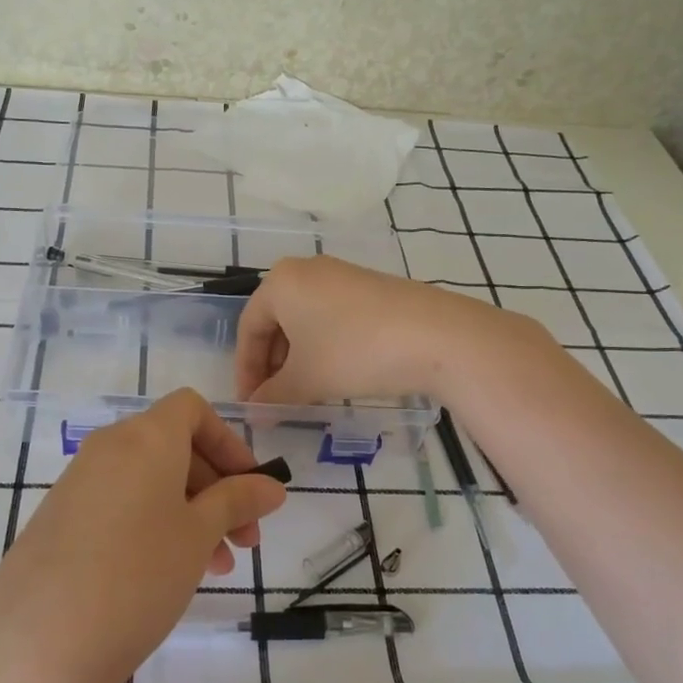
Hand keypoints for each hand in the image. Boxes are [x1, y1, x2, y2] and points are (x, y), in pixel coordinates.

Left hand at [0, 389, 287, 682]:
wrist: (40, 643)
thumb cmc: (139, 573)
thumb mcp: (199, 535)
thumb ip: (238, 501)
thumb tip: (271, 486)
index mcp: (145, 437)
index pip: (192, 409)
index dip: (228, 442)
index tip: (251, 488)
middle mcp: (107, 448)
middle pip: (173, 447)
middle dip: (217, 487)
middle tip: (244, 540)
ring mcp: (77, 485)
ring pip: (148, 482)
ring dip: (189, 513)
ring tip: (214, 568)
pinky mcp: (58, 521)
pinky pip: (118, 506)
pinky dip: (152, 526)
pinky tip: (165, 576)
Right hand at [235, 255, 543, 406]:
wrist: (436, 336)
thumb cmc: (354, 352)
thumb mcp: (306, 380)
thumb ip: (272, 396)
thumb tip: (254, 412)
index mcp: (281, 282)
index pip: (249, 328)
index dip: (245, 371)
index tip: (250, 405)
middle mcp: (307, 270)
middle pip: (276, 322)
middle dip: (272, 365)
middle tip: (275, 401)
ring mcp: (342, 275)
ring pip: (304, 321)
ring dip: (298, 359)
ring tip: (305, 393)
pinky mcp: (370, 287)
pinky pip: (331, 317)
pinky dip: (324, 347)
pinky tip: (336, 374)